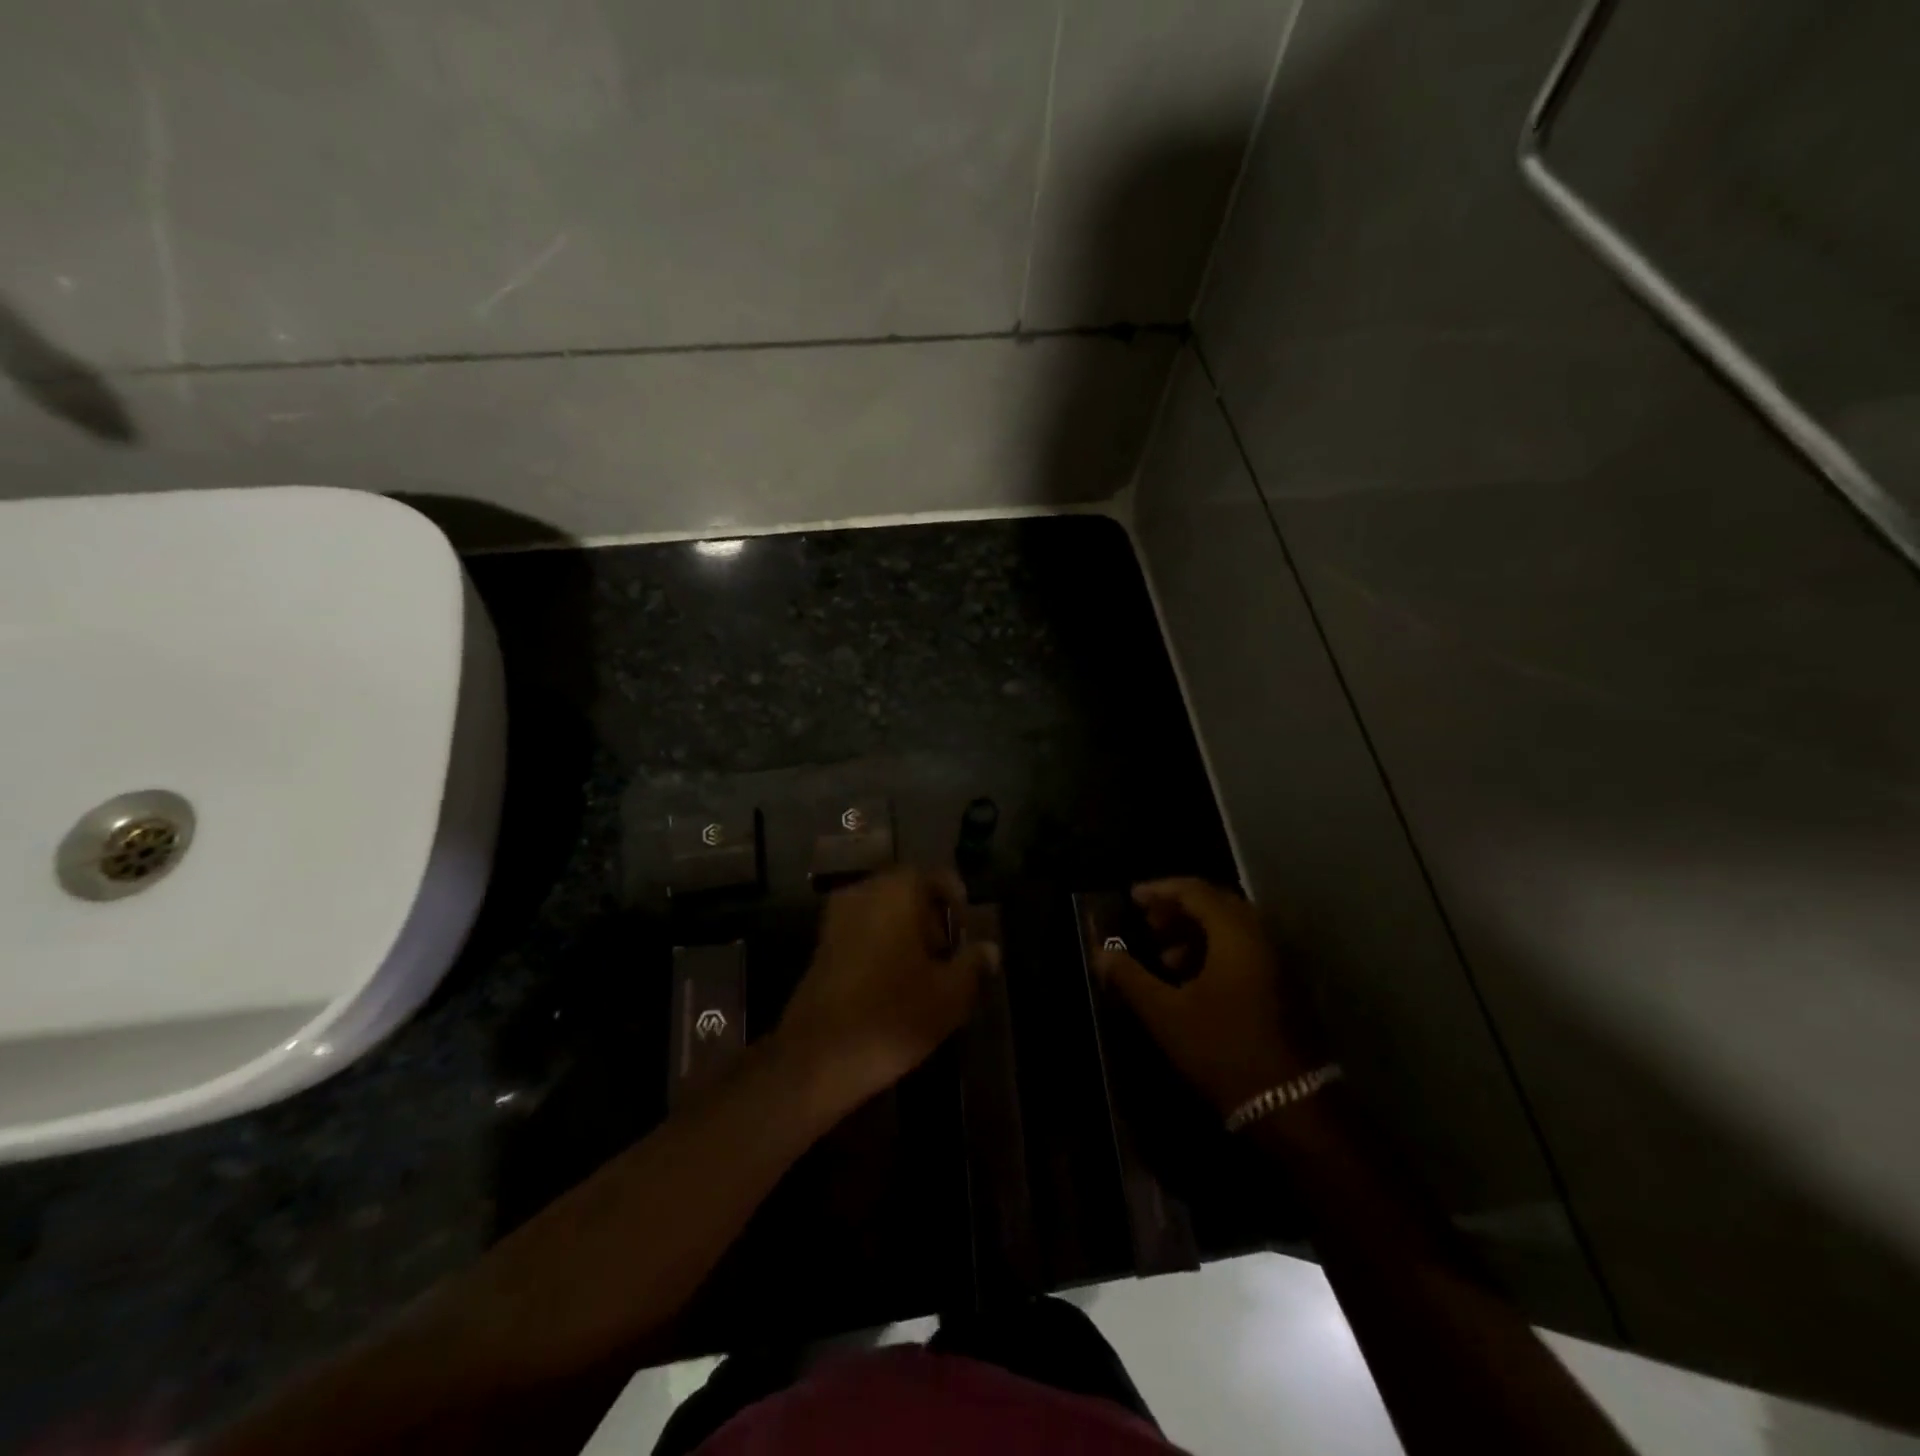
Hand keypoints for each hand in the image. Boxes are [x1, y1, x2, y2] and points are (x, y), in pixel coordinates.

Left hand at [776, 868, 996, 1108]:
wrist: (817, 1055)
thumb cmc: (892, 1015)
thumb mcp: (950, 994)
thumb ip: (973, 964)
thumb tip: (990, 949)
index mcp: (898, 890)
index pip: (939, 877)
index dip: (959, 904)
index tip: (967, 938)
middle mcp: (864, 891)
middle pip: (910, 892)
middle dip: (932, 920)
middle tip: (948, 958)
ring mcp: (837, 916)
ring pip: (885, 911)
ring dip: (907, 933)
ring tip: (924, 975)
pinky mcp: (821, 943)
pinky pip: (864, 930)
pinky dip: (882, 945)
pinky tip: (893, 984)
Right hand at [1095, 878, 1322, 1115]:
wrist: (1288, 1106)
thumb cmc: (1222, 1049)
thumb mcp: (1165, 1013)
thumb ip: (1130, 977)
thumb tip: (1100, 951)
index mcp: (1235, 934)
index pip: (1195, 891)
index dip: (1160, 890)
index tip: (1131, 898)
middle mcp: (1260, 938)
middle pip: (1216, 904)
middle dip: (1177, 909)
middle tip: (1146, 922)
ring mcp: (1275, 963)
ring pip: (1230, 929)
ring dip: (1193, 932)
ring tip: (1162, 956)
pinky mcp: (1280, 987)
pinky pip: (1242, 950)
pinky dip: (1212, 951)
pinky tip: (1188, 981)